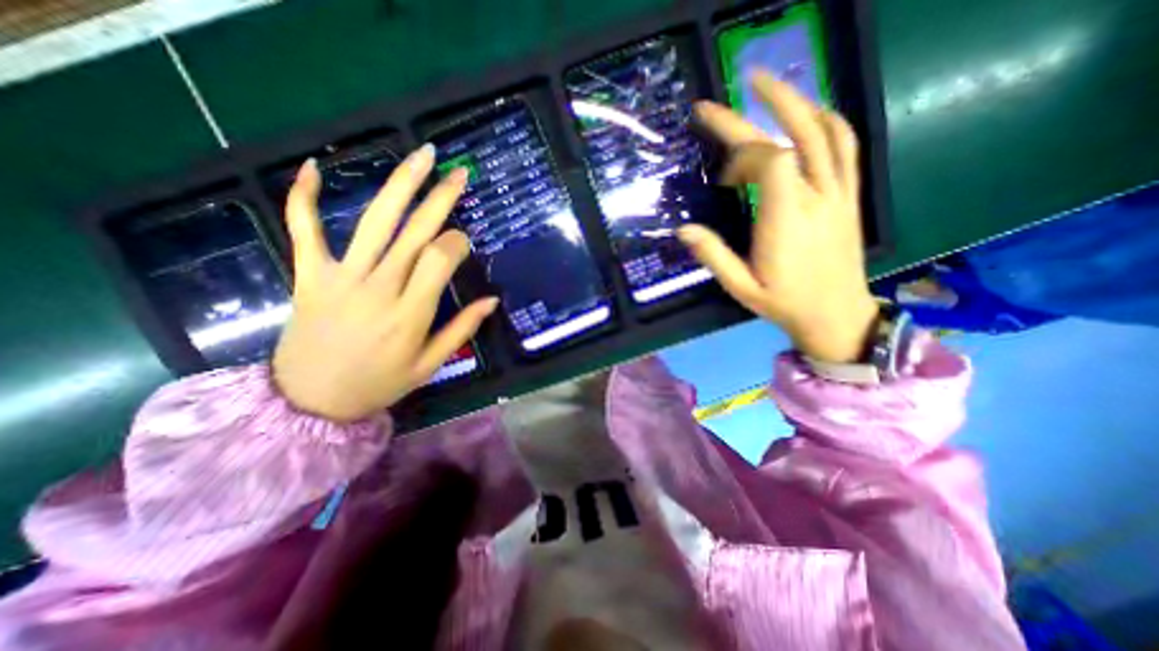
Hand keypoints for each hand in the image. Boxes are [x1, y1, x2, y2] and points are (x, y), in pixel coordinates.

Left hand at [272, 146, 498, 421]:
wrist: (309, 401)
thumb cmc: (378, 384)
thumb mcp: (429, 365)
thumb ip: (462, 329)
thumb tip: (492, 300)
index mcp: (411, 312)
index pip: (440, 259)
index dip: (457, 242)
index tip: (464, 240)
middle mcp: (379, 287)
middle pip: (414, 231)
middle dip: (441, 198)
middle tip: (459, 173)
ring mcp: (340, 277)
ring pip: (374, 222)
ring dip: (400, 184)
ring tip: (421, 156)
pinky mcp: (309, 274)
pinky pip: (303, 230)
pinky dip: (304, 197)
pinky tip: (313, 166)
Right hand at [682, 70, 879, 366]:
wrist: (836, 315)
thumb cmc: (784, 303)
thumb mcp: (741, 287)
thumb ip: (713, 256)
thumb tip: (682, 229)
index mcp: (787, 221)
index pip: (769, 161)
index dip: (741, 156)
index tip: (722, 176)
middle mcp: (816, 198)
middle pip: (792, 137)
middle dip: (759, 108)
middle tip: (729, 92)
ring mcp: (838, 193)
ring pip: (825, 131)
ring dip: (797, 101)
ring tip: (768, 86)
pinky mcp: (849, 196)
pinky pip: (846, 147)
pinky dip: (828, 121)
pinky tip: (809, 114)